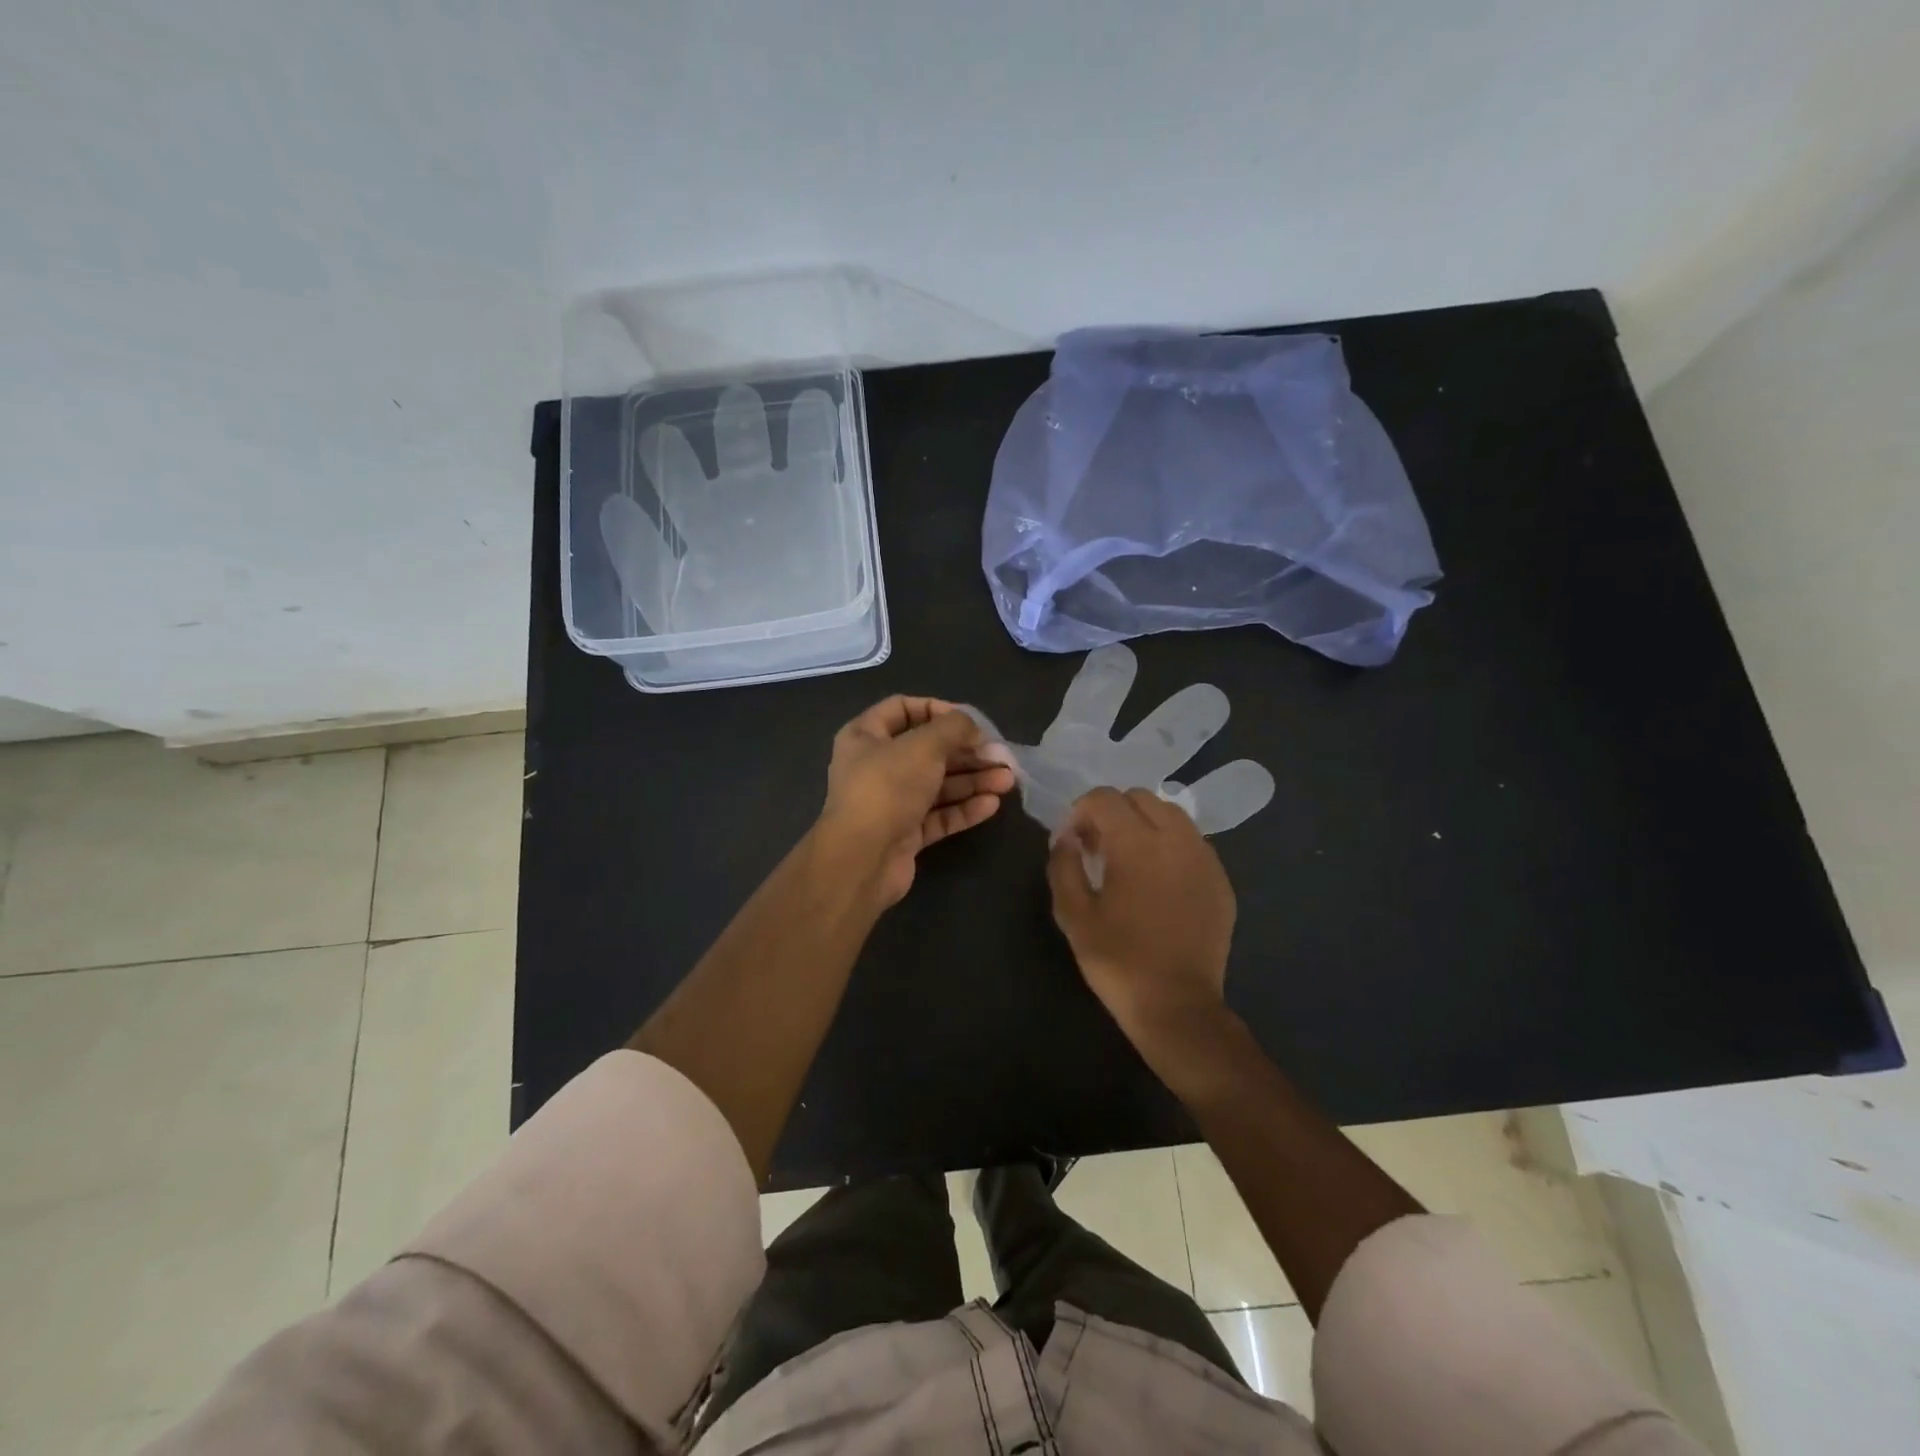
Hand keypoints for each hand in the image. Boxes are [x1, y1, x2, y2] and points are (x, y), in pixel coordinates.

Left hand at [817, 696, 1017, 905]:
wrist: (862, 860)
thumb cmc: (887, 788)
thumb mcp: (923, 746)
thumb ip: (954, 728)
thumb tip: (974, 729)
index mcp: (865, 736)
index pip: (903, 709)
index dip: (938, 710)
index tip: (970, 722)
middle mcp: (876, 765)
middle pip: (928, 750)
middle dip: (967, 752)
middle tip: (1001, 756)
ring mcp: (891, 802)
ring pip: (938, 785)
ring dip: (973, 780)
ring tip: (1007, 781)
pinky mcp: (905, 833)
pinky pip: (939, 815)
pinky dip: (964, 808)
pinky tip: (992, 804)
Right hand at [1048, 787, 1236, 1058]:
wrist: (1177, 1007)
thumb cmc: (1118, 960)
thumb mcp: (1073, 915)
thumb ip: (1063, 865)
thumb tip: (1066, 837)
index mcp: (1136, 843)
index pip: (1104, 798)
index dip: (1080, 811)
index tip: (1072, 841)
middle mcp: (1176, 839)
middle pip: (1141, 797)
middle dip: (1113, 812)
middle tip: (1097, 847)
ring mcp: (1204, 858)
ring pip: (1171, 814)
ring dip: (1144, 823)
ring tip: (1129, 860)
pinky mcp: (1220, 879)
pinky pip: (1192, 842)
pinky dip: (1170, 845)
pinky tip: (1158, 880)